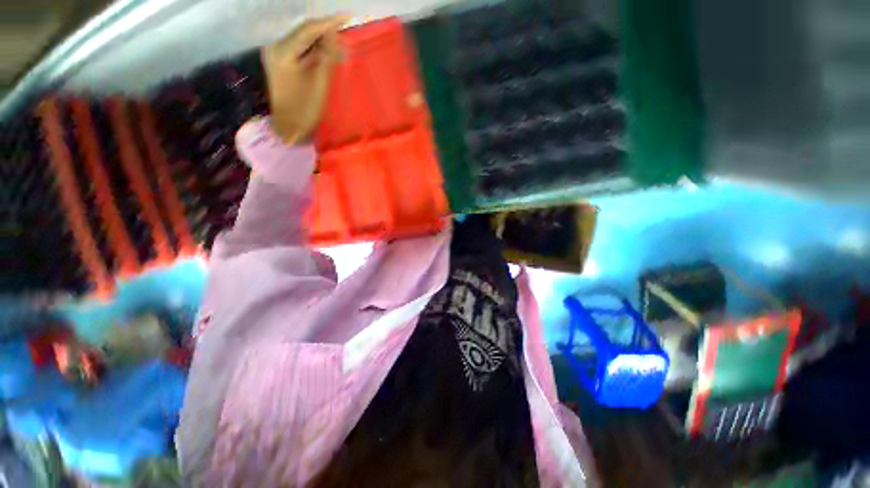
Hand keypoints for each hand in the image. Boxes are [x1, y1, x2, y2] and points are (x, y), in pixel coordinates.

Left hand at [263, 15, 349, 143]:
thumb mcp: (319, 82)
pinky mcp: (281, 62)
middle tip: (345, 26)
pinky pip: (300, 49)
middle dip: (325, 29)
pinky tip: (326, 49)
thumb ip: (326, 56)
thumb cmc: (304, 108)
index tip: (347, 16)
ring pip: (302, 39)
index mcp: (282, 52)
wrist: (288, 127)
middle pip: (303, 31)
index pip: (308, 29)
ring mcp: (276, 55)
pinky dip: (314, 48)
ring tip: (339, 37)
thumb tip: (334, 34)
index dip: (328, 22)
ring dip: (320, 38)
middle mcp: (275, 47)